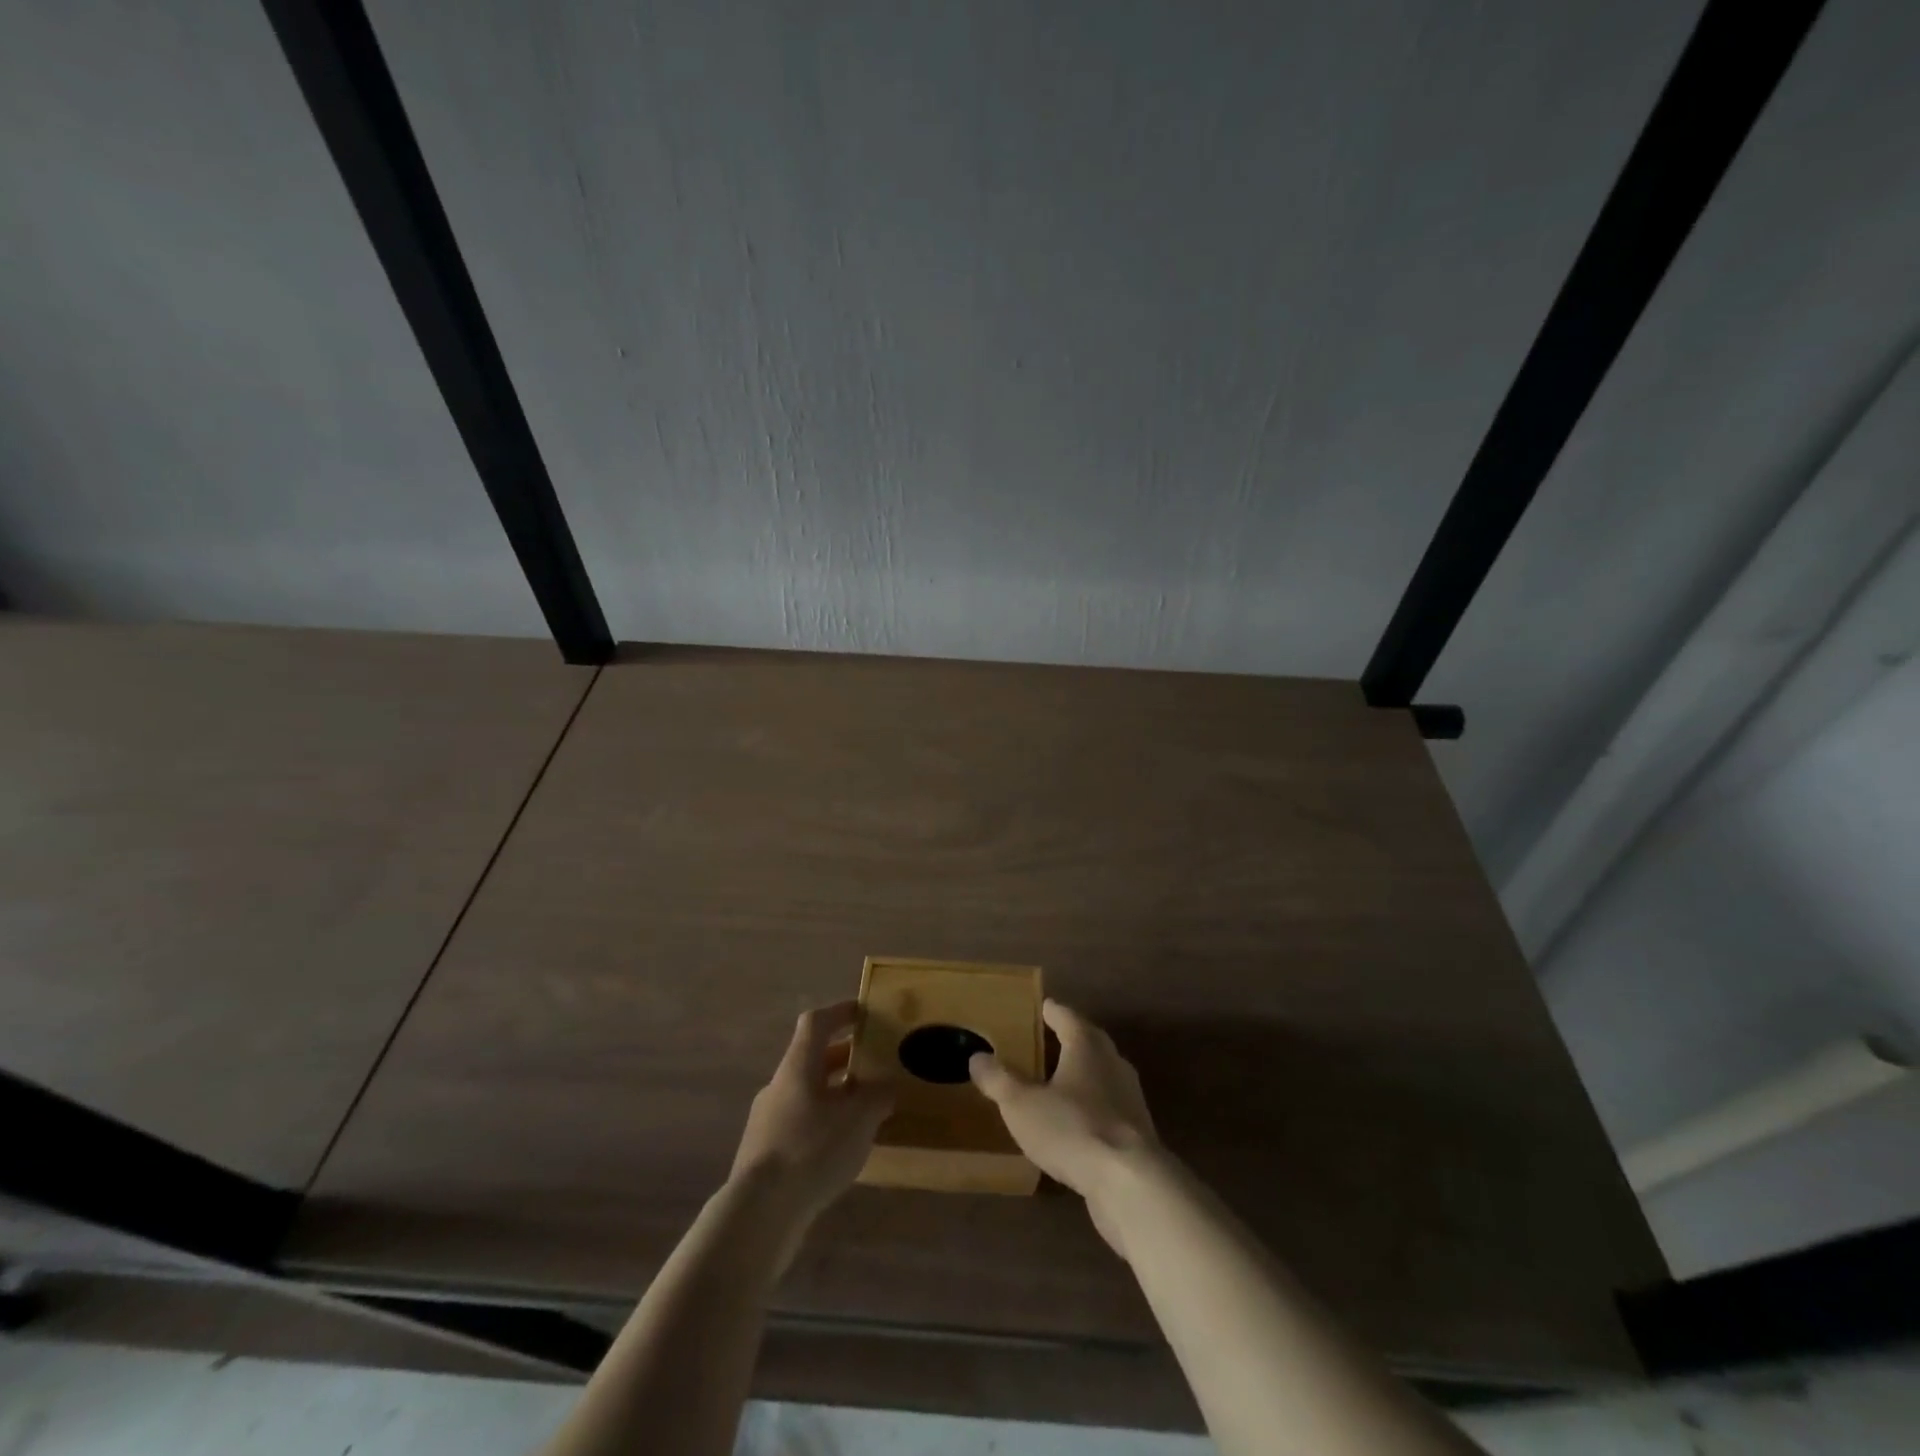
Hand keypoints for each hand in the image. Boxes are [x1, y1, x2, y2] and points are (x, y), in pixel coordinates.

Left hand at [732, 1001, 892, 1229]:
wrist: (759, 1213)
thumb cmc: (812, 1149)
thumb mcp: (859, 1119)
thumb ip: (878, 1097)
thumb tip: (886, 1088)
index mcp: (798, 1066)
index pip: (816, 1022)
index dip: (840, 1012)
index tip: (863, 1012)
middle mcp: (778, 1086)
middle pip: (812, 1059)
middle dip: (843, 1059)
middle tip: (873, 1065)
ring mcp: (766, 1121)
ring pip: (806, 1094)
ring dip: (834, 1095)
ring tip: (864, 1111)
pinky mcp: (764, 1154)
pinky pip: (799, 1125)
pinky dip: (823, 1125)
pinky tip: (842, 1148)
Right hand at [970, 999, 1160, 1255]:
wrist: (1130, 1183)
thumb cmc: (1072, 1129)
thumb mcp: (1021, 1105)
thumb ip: (999, 1080)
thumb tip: (977, 1057)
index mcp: (1086, 1046)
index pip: (1067, 1017)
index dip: (1052, 1011)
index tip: (1042, 1006)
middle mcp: (1112, 1063)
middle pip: (1090, 1041)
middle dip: (1071, 1039)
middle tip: (1048, 1040)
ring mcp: (1130, 1098)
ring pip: (1103, 1074)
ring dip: (1083, 1074)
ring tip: (1060, 1082)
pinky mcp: (1137, 1132)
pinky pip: (1110, 1107)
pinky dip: (1093, 1107)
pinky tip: (1078, 1123)